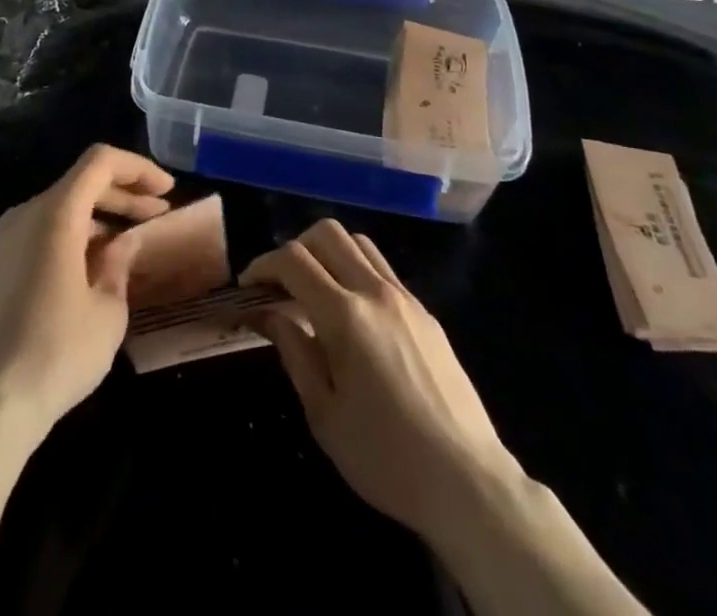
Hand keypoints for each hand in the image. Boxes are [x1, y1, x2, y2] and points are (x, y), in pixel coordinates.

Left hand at [0, 144, 173, 443]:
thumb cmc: (56, 355)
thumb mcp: (108, 311)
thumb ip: (118, 264)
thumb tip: (120, 244)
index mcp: (54, 215)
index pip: (100, 163)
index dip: (138, 168)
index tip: (167, 190)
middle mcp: (22, 215)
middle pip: (78, 184)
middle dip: (122, 194)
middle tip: (156, 213)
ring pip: (56, 210)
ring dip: (95, 218)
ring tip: (125, 245)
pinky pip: (34, 235)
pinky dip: (66, 238)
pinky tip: (85, 270)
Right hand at [240, 219, 521, 548]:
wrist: (467, 482)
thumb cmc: (386, 458)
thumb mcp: (324, 415)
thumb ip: (294, 352)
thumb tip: (270, 313)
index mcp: (346, 316)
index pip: (293, 260)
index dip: (263, 265)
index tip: (248, 288)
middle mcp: (375, 292)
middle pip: (327, 233)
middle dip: (294, 248)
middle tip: (280, 284)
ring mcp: (405, 298)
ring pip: (358, 242)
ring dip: (328, 253)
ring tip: (315, 290)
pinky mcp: (425, 312)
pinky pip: (382, 268)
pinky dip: (356, 270)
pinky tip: (352, 312)